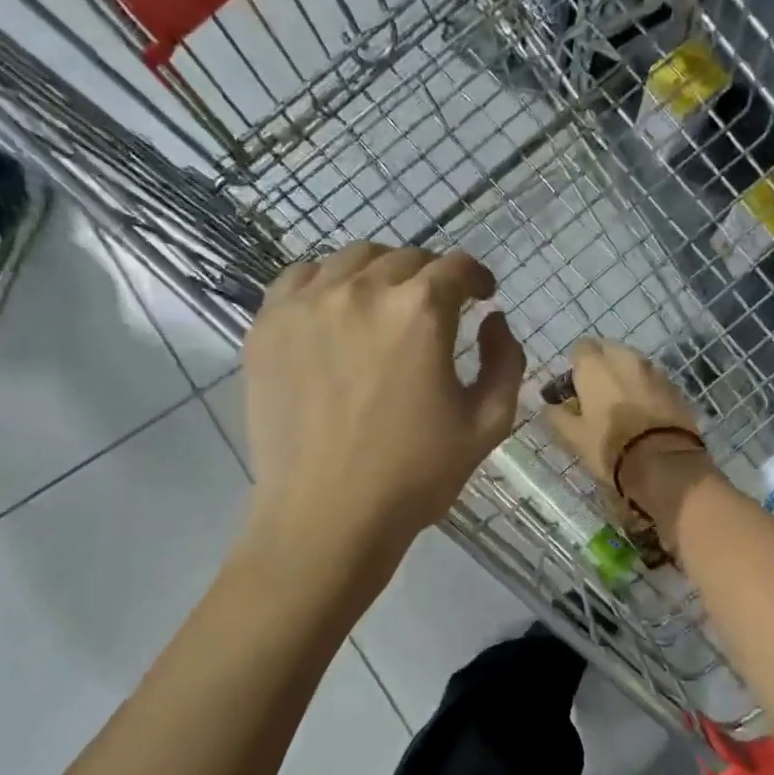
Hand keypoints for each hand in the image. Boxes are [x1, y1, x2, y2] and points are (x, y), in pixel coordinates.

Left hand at [244, 242, 524, 554]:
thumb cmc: (415, 476)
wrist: (327, 516)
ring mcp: (306, 304)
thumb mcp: (488, 424)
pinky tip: (334, 311)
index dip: (476, 277)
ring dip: (380, 273)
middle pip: (405, 258)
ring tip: (384, 305)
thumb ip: (506, 362)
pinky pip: (299, 279)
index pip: (456, 268)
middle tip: (437, 308)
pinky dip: (326, 283)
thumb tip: (493, 321)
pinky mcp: (267, 326)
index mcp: (420, 312)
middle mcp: (361, 291)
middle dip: (431, 277)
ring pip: (351, 260)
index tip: (481, 295)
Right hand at [541, 339, 710, 524]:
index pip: (581, 348)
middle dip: (601, 366)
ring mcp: (654, 371)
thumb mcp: (573, 436)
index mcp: (596, 365)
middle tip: (596, 394)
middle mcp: (626, 358)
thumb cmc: (609, 446)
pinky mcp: (675, 387)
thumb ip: (557, 415)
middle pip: (609, 350)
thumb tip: (550, 404)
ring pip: (634, 363)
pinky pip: (653, 380)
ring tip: (621, 403)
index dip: (575, 367)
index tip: (573, 388)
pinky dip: (645, 389)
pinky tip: (643, 412)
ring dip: (625, 376)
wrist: (663, 462)